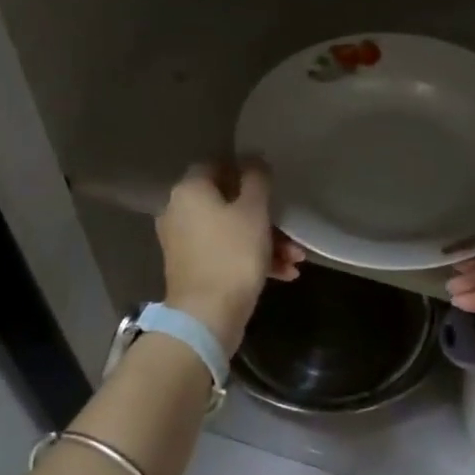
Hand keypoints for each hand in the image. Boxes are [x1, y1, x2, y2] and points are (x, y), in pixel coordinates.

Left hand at [157, 160, 303, 354]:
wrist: (207, 316)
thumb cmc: (233, 255)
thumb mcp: (254, 211)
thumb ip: (256, 180)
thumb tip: (254, 158)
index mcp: (189, 191)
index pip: (215, 165)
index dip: (243, 170)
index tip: (269, 183)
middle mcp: (179, 212)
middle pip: (227, 203)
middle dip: (265, 217)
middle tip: (291, 230)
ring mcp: (184, 244)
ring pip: (230, 232)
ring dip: (265, 242)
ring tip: (296, 260)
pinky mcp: (193, 269)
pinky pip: (225, 254)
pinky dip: (252, 260)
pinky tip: (285, 274)